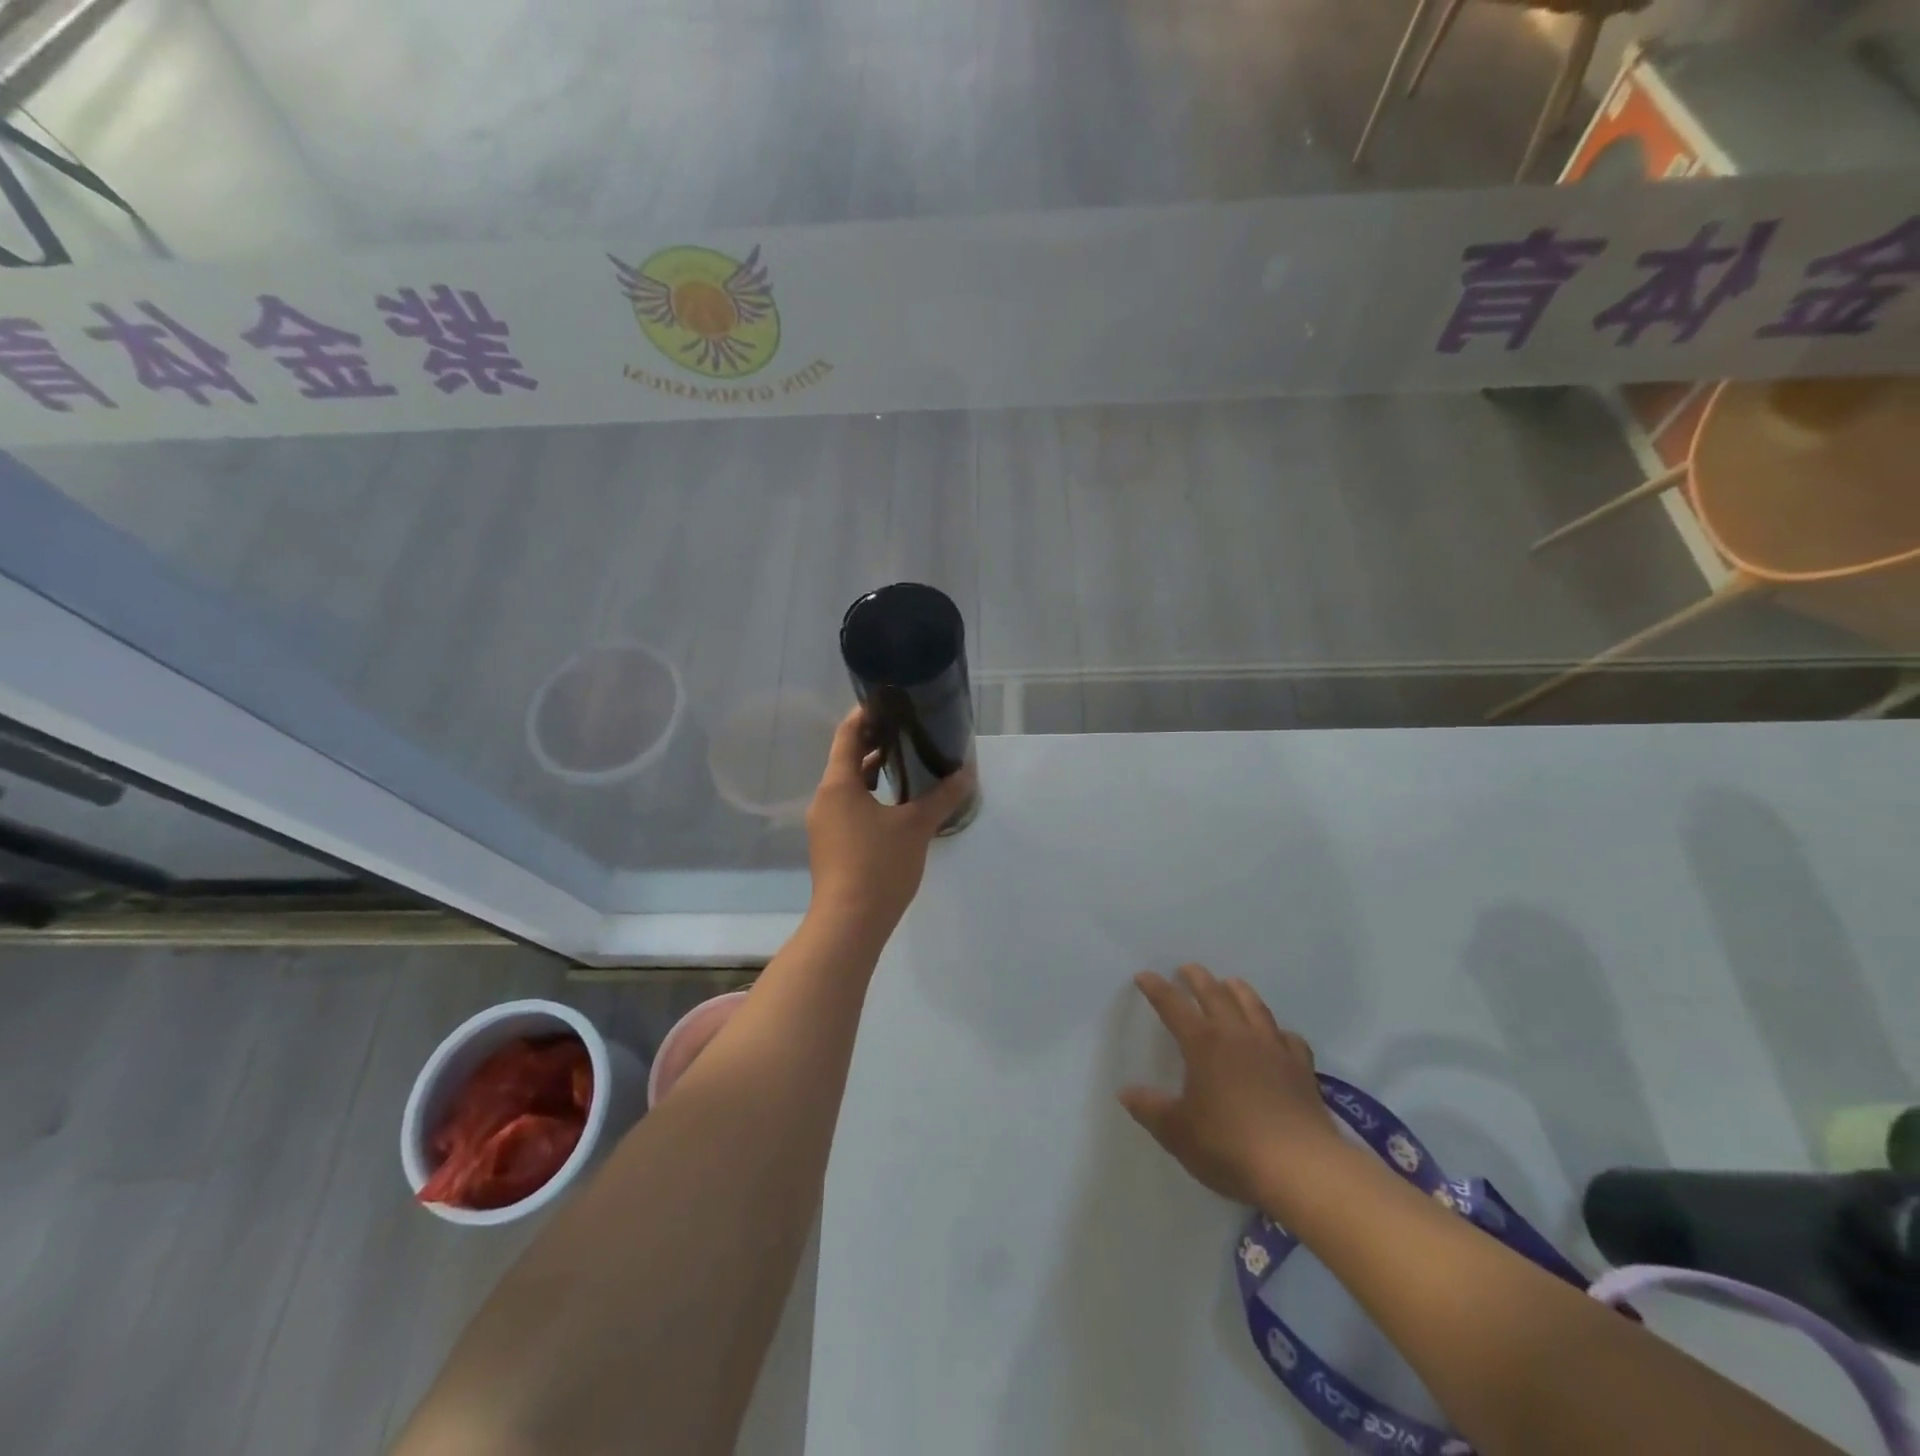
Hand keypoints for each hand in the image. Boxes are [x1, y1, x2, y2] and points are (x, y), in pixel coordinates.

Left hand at [805, 707, 972, 931]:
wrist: (849, 923)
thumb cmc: (879, 865)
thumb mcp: (916, 827)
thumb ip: (942, 797)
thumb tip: (966, 773)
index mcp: (838, 785)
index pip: (847, 735)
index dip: (865, 715)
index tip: (888, 702)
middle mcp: (825, 799)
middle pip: (846, 759)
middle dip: (873, 744)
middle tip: (906, 730)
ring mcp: (825, 824)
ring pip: (847, 786)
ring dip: (872, 773)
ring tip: (904, 763)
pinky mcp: (831, 846)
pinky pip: (849, 808)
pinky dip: (869, 797)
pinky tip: (895, 805)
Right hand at [1119, 965, 1339, 1205]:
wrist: (1300, 1168)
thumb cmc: (1229, 1146)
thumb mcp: (1178, 1132)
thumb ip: (1151, 1109)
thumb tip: (1126, 1092)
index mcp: (1203, 1043)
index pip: (1173, 1005)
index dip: (1156, 989)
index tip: (1144, 976)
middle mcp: (1237, 1035)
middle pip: (1215, 994)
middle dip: (1198, 978)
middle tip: (1188, 968)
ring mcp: (1273, 1049)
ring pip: (1254, 1007)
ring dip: (1239, 991)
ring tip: (1231, 983)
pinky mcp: (1301, 1069)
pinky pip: (1289, 1038)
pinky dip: (1278, 1030)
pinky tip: (1277, 1035)